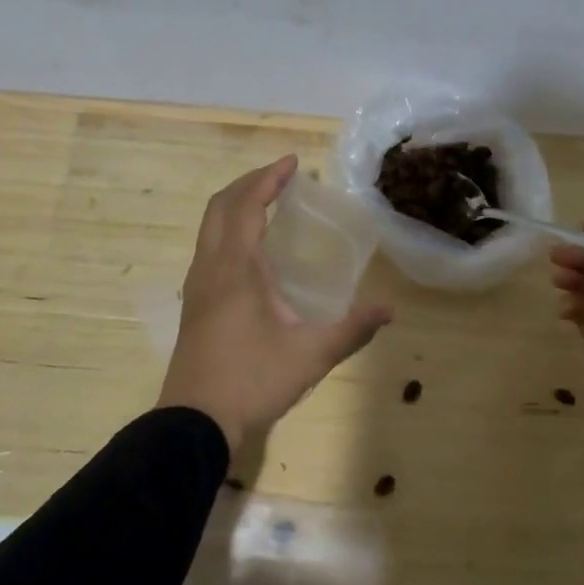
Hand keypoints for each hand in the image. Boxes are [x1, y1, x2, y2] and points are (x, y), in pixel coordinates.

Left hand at [159, 155, 392, 451]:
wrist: (194, 422)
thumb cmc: (251, 380)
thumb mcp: (310, 355)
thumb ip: (352, 329)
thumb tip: (389, 310)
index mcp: (236, 267)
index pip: (248, 204)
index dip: (269, 178)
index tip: (294, 162)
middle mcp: (210, 266)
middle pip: (221, 206)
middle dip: (250, 183)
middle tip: (281, 177)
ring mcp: (197, 285)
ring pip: (210, 226)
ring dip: (236, 205)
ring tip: (268, 204)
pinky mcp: (194, 303)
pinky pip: (209, 247)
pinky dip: (228, 229)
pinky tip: (252, 251)